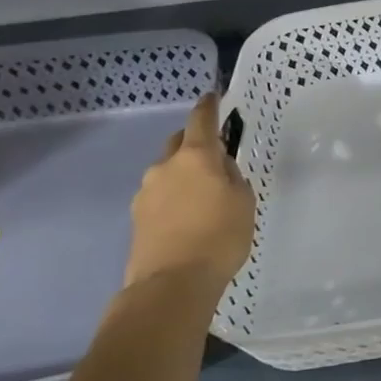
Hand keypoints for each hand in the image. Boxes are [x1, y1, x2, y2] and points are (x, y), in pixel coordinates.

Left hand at [124, 94, 254, 298]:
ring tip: (203, 196)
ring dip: (183, 174)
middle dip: (194, 143)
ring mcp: (146, 192)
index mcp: (196, 156)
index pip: (201, 120)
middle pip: (179, 143)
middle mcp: (165, 167)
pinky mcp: (137, 217)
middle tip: (214, 157)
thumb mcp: (243, 201)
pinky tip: (188, 217)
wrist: (171, 283)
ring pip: (168, 172)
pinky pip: (160, 196)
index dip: (208, 106)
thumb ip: (231, 177)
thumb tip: (218, 168)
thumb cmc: (219, 236)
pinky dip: (174, 198)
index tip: (213, 97)